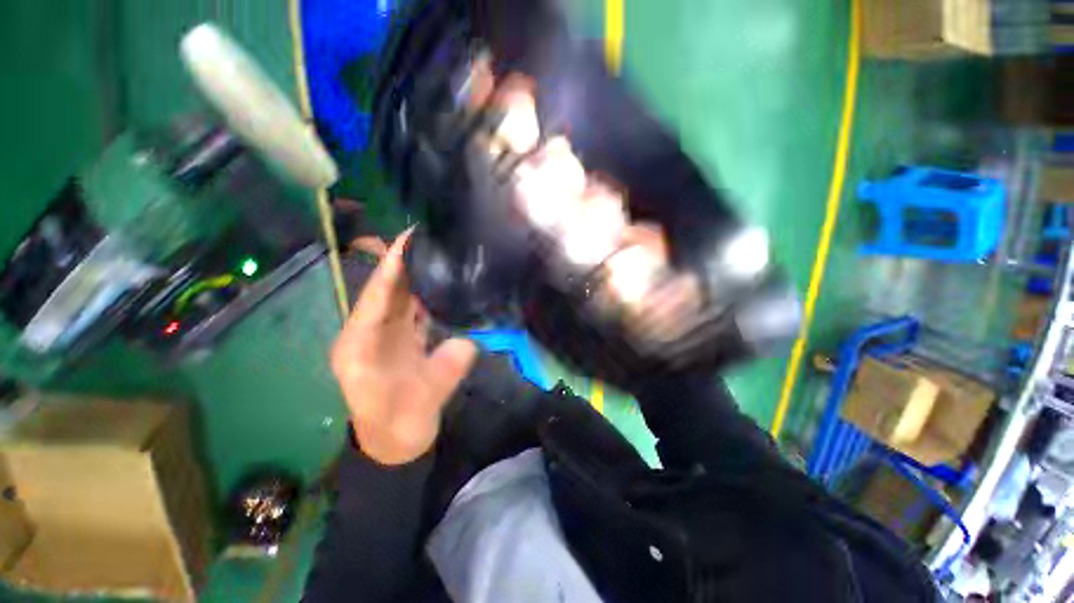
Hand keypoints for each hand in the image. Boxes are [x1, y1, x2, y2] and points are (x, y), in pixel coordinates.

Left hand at [331, 229, 478, 464]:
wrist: (396, 444)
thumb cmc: (399, 428)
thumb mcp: (420, 405)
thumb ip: (442, 374)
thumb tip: (467, 343)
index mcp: (360, 346)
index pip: (375, 298)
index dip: (390, 268)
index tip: (406, 240)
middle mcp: (370, 334)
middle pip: (387, 292)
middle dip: (405, 263)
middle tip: (428, 237)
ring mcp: (387, 336)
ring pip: (401, 299)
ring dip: (418, 276)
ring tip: (439, 252)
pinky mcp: (403, 340)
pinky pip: (415, 311)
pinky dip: (428, 296)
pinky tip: (445, 283)